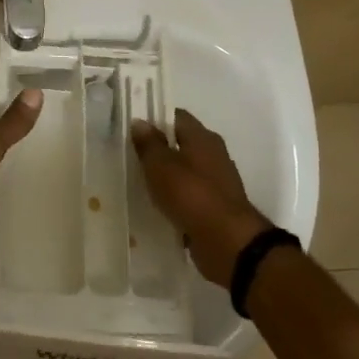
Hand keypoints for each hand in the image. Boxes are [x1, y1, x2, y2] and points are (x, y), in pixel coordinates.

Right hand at [129, 109, 273, 288]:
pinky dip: (175, 198)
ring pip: (186, 170)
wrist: (227, 242)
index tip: (133, 128)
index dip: (155, 118)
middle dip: (159, 148)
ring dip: (167, 175)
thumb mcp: (161, 166)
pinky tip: (157, 206)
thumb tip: (140, 122)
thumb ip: (149, 144)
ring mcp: (217, 182)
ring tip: (139, 181)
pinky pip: (190, 195)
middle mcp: (214, 155)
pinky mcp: (215, 207)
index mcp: (203, 138)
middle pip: (182, 143)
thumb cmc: (191, 195)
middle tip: (131, 155)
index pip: (177, 117)